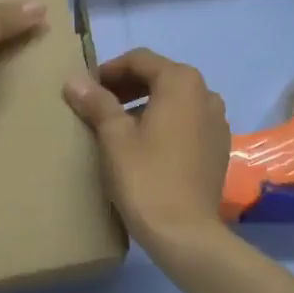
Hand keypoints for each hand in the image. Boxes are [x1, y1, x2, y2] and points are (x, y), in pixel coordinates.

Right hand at [64, 49, 231, 249]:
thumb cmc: (146, 177)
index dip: (109, 70)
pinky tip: (145, 146)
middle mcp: (206, 93)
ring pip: (175, 100)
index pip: (140, 60)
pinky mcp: (219, 147)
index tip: (86, 88)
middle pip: (160, 77)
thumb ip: (97, 102)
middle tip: (97, 105)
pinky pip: (188, 122)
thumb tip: (74, 80)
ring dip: (146, 104)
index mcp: (182, 82)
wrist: (185, 233)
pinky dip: (165, 123)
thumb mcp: (114, 137)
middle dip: (127, 86)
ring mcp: (218, 121)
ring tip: (117, 126)